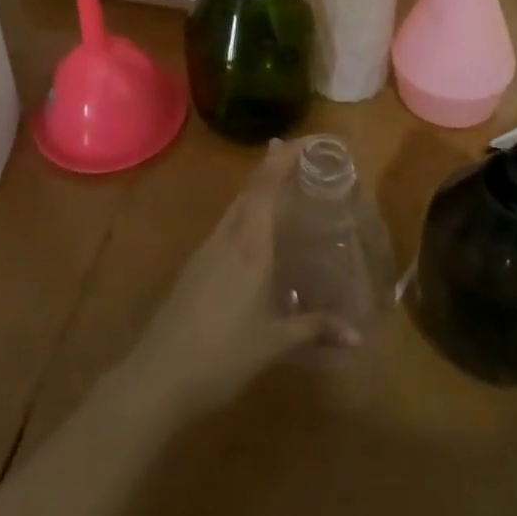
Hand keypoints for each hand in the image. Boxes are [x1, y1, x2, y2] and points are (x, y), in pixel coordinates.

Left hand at [121, 141, 357, 415]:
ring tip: (286, 189)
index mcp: (249, 245)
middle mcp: (227, 237)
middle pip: (250, 190)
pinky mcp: (196, 266)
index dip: (282, 160)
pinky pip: (228, 227)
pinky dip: (247, 215)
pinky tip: (257, 235)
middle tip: (302, 158)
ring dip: (259, 191)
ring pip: (237, 207)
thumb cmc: (222, 354)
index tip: (303, 140)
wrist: (160, 375)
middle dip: (273, 168)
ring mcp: (207, 250)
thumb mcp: (274, 343)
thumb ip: (315, 329)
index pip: (266, 188)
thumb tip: (357, 333)